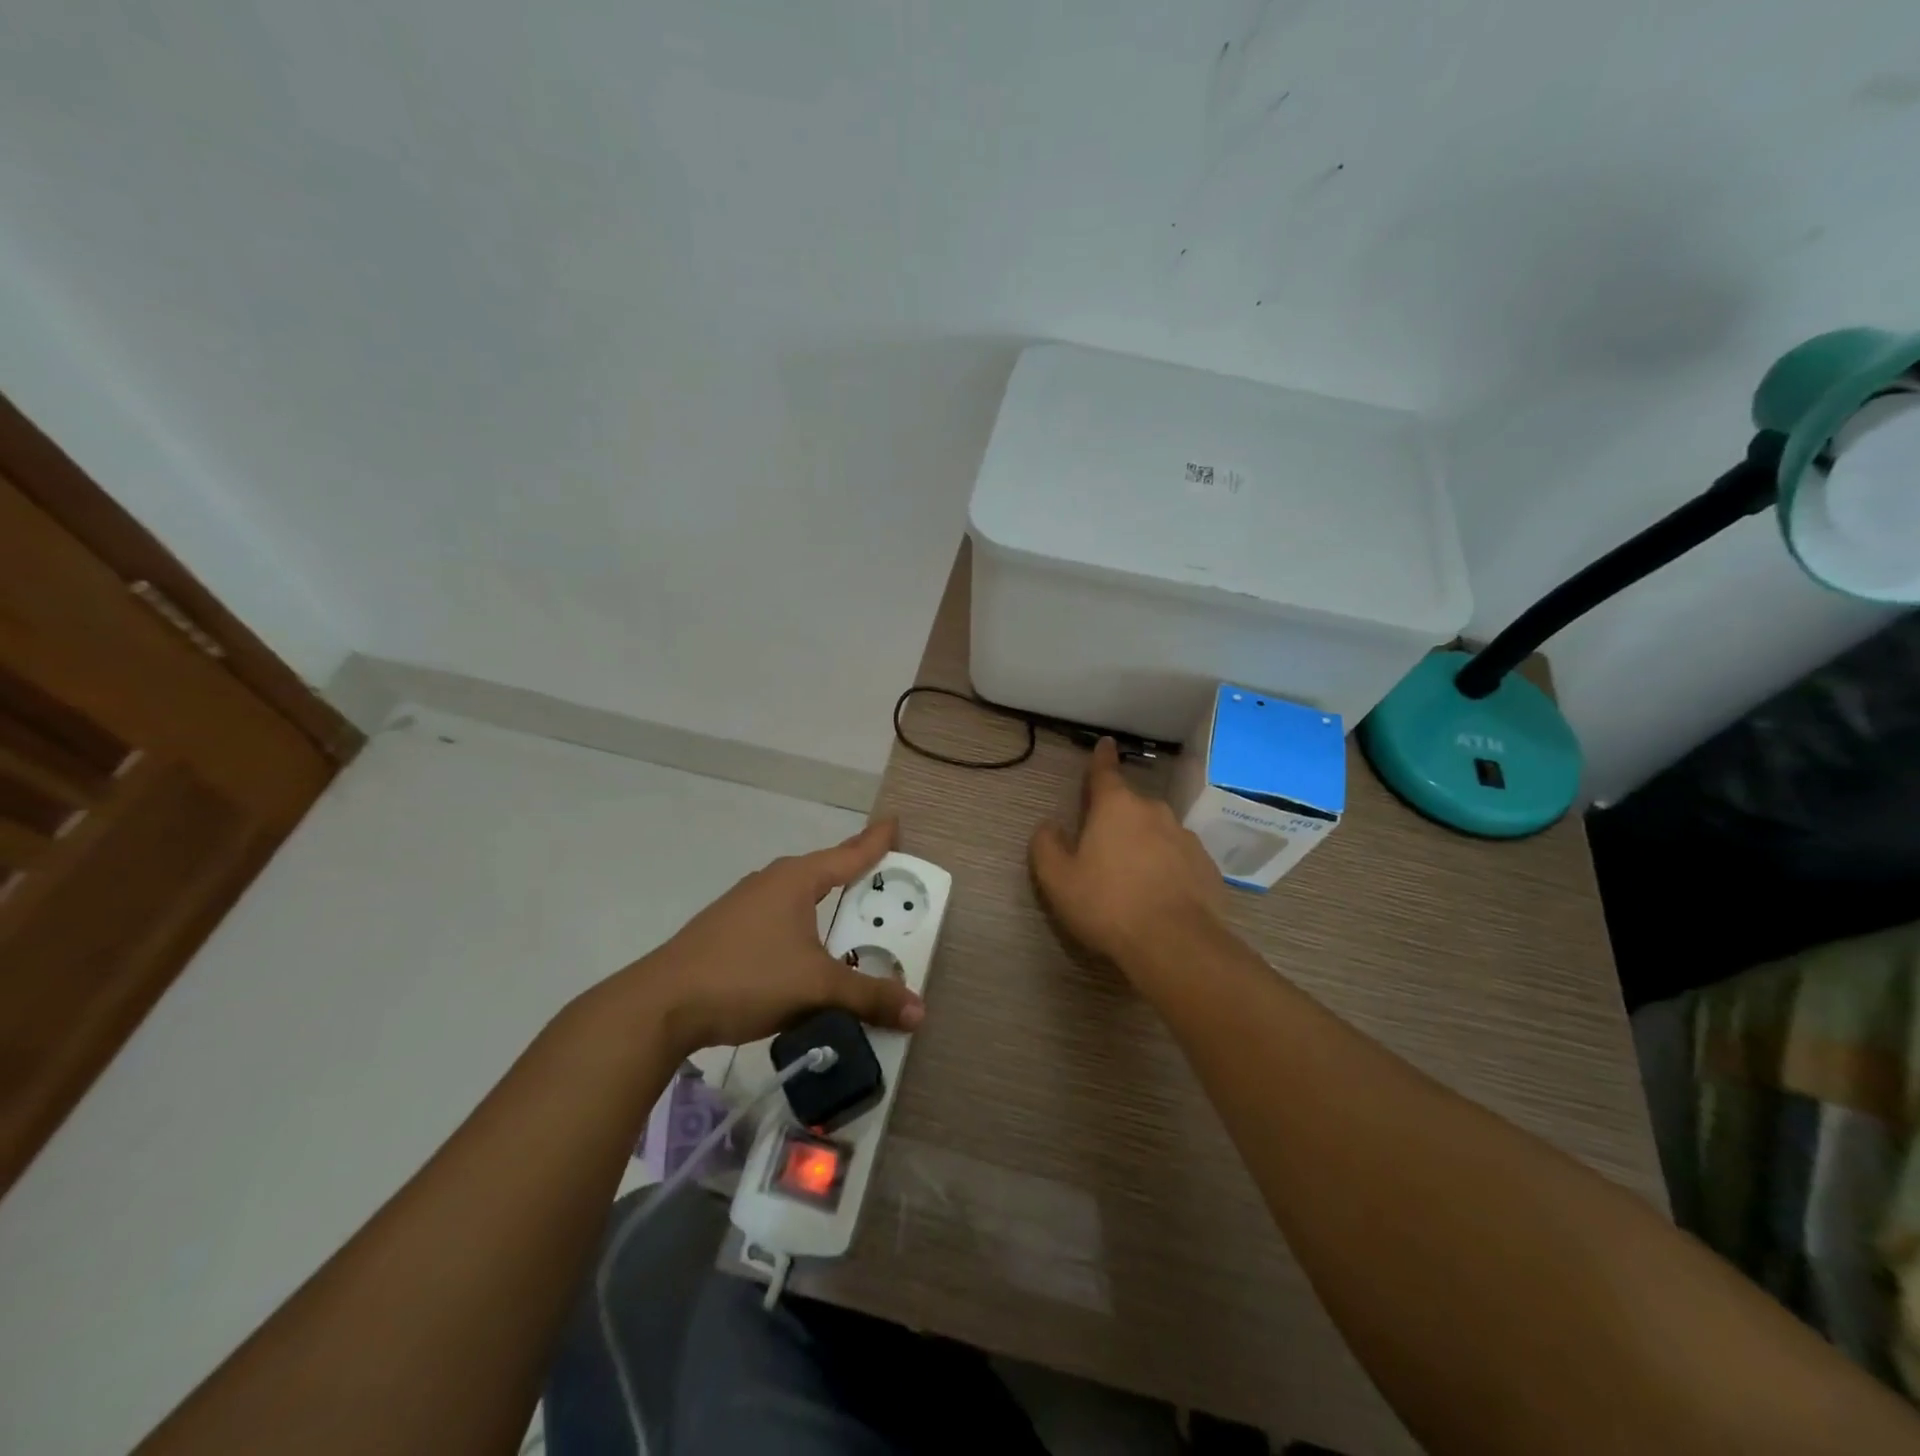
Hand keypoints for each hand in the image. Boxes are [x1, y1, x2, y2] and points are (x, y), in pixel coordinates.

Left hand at [627, 819, 925, 1055]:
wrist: (661, 1005)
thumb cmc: (747, 978)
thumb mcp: (816, 987)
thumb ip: (868, 997)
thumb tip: (918, 1011)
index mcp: (796, 880)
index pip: (849, 854)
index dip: (876, 841)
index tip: (894, 821)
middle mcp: (771, 882)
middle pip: (823, 871)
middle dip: (852, 872)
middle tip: (881, 872)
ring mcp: (744, 905)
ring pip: (798, 896)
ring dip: (825, 904)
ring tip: (848, 916)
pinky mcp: (727, 930)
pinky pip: (780, 918)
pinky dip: (803, 926)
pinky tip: (804, 950)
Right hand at [1030, 738, 1226, 978]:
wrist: (1175, 943)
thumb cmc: (1107, 904)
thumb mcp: (1058, 879)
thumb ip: (1046, 846)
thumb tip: (1049, 826)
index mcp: (1116, 807)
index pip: (1105, 772)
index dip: (1101, 758)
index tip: (1106, 743)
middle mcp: (1154, 811)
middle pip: (1130, 806)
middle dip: (1117, 818)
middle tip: (1103, 847)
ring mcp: (1185, 837)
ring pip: (1157, 832)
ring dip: (1144, 844)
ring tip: (1132, 878)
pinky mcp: (1206, 866)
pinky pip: (1179, 858)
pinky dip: (1167, 867)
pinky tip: (1159, 895)